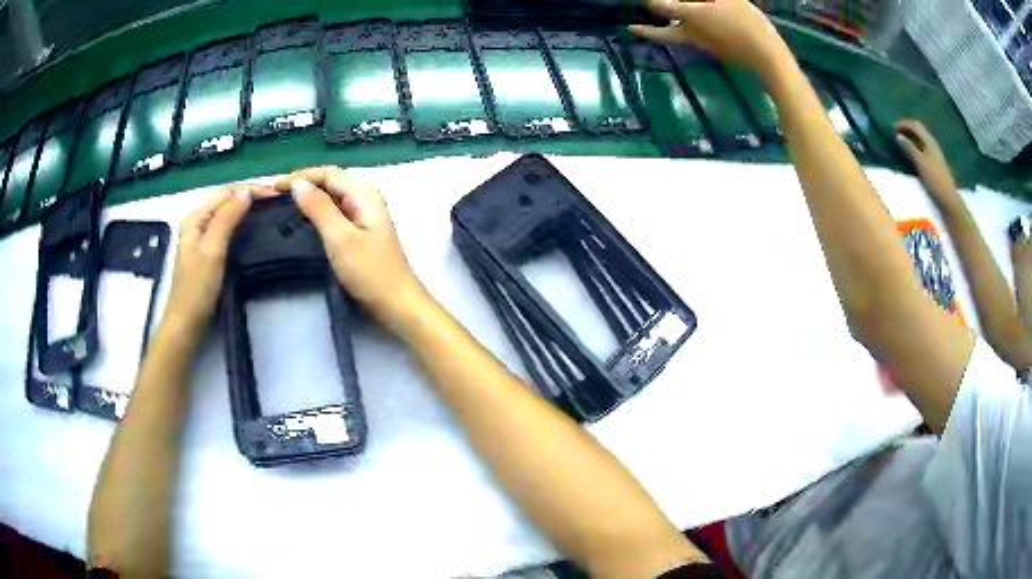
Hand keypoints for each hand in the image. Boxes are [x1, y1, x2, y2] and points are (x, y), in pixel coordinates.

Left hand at [164, 185, 269, 332]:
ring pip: (227, 213)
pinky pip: (227, 228)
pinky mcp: (208, 252)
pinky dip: (242, 223)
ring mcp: (201, 237)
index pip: (227, 192)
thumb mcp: (212, 250)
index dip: (251, 190)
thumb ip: (227, 218)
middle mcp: (197, 222)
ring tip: (270, 210)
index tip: (276, 195)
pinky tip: (254, 227)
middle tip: (277, 201)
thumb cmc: (197, 289)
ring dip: (247, 208)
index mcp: (195, 217)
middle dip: (250, 196)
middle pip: (226, 200)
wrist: (187, 325)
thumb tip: (247, 192)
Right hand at [276, 166, 429, 331]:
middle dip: (303, 185)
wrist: (396, 305)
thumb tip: (298, 183)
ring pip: (332, 199)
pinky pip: (334, 214)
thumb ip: (319, 208)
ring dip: (309, 199)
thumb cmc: (370, 272)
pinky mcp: (359, 233)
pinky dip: (317, 214)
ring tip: (283, 208)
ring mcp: (363, 217)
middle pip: (331, 182)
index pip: (329, 173)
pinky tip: (302, 223)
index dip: (301, 176)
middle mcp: (365, 199)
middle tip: (274, 198)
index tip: (274, 188)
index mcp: (365, 194)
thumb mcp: (340, 238)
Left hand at [631, 0, 790, 78]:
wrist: (766, 58)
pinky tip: (692, 29)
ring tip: (657, 27)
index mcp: (691, 16)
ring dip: (664, 33)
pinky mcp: (714, 54)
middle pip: (661, 34)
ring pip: (677, 39)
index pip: (660, 7)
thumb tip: (697, 2)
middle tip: (632, 28)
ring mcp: (702, 47)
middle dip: (645, 30)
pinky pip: (694, 41)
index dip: (650, 3)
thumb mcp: (730, 0)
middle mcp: (691, 34)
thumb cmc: (748, 23)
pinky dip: (687, 34)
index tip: (644, 1)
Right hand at [895, 119, 959, 209]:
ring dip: (911, 136)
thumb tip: (898, 136)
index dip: (903, 124)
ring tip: (902, 142)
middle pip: (918, 129)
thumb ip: (909, 148)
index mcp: (929, 140)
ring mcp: (935, 152)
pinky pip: (923, 146)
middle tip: (896, 133)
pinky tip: (912, 151)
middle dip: (907, 128)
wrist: (948, 198)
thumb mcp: (920, 163)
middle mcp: (932, 143)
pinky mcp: (935, 161)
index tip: (892, 129)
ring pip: (921, 138)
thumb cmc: (934, 180)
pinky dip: (916, 144)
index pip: (914, 125)